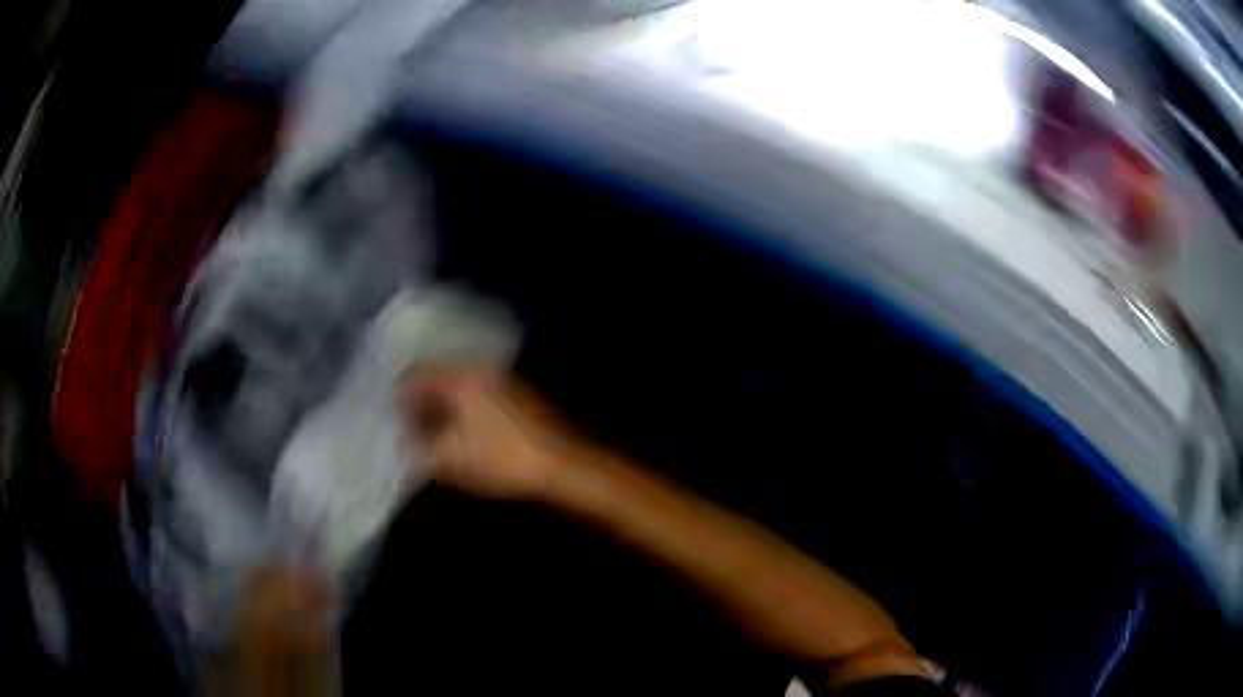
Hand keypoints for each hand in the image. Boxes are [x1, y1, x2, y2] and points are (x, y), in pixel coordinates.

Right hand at [402, 366, 573, 499]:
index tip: (394, 425)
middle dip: (420, 405)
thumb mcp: (451, 459)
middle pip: (437, 379)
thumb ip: (420, 449)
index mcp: (459, 377)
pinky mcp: (517, 396)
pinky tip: (463, 439)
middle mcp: (479, 369)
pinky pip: (478, 397)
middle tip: (411, 434)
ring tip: (434, 440)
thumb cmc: (502, 458)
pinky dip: (463, 413)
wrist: (562, 463)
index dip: (399, 400)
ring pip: (458, 389)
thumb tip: (404, 445)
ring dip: (442, 410)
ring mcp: (501, 380)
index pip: (414, 376)